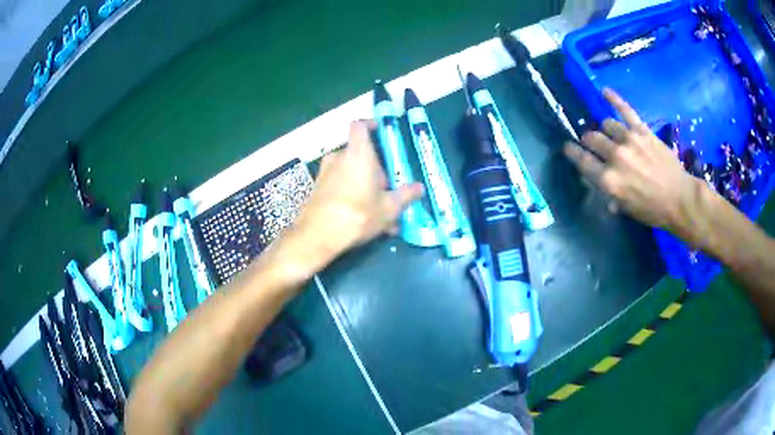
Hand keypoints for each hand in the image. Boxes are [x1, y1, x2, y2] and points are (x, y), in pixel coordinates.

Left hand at [282, 120, 423, 273]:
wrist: (317, 236)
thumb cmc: (357, 214)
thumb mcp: (389, 208)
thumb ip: (405, 195)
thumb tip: (419, 188)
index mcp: (358, 154)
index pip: (360, 126)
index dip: (370, 124)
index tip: (380, 131)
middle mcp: (339, 158)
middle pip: (360, 154)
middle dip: (376, 170)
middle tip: (389, 190)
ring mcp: (325, 173)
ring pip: (351, 173)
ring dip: (366, 186)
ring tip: (380, 211)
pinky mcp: (317, 189)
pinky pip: (340, 186)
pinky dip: (352, 196)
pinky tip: (363, 220)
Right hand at [563, 88, 702, 233]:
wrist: (680, 199)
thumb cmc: (653, 210)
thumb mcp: (627, 209)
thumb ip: (611, 195)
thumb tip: (603, 186)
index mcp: (609, 180)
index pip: (582, 160)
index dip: (572, 153)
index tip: (568, 148)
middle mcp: (615, 156)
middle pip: (592, 138)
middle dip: (589, 141)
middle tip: (592, 144)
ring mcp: (629, 140)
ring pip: (606, 124)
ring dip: (605, 130)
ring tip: (609, 134)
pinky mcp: (642, 131)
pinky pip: (625, 110)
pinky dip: (614, 99)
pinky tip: (604, 91)